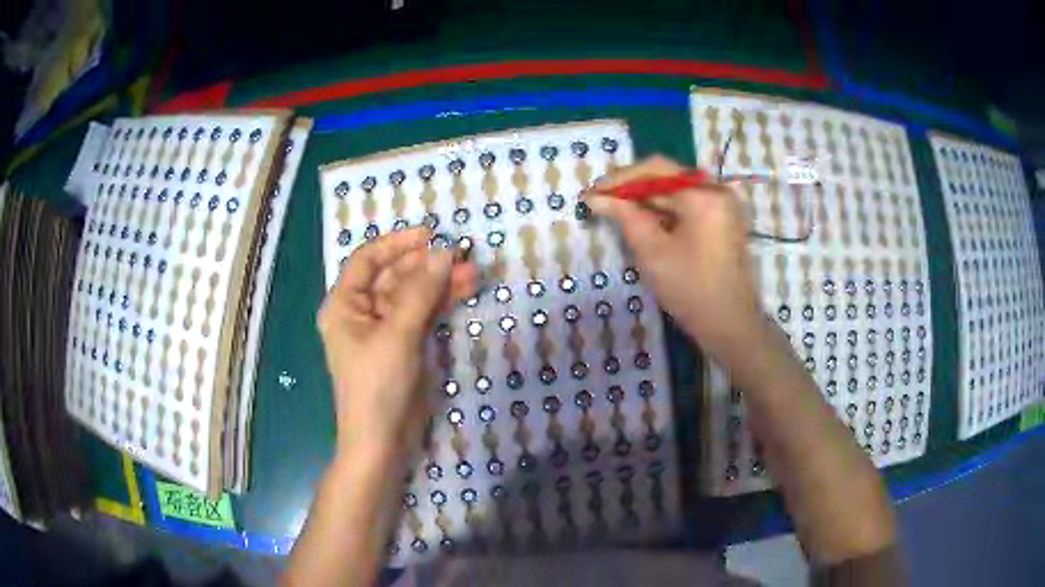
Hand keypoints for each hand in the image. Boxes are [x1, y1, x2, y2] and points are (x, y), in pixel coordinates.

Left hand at [317, 228, 477, 457]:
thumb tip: (445, 253)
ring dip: (440, 282)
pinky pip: (424, 314)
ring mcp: (386, 328)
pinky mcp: (406, 344)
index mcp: (345, 305)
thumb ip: (421, 292)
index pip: (368, 260)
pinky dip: (442, 302)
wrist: (384, 440)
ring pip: (414, 294)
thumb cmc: (378, 385)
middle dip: (427, 264)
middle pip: (394, 275)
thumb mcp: (397, 334)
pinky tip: (465, 290)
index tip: (430, 234)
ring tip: (473, 272)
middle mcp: (362, 311)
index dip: (397, 243)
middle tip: (462, 254)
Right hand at [586, 155, 765, 364]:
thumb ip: (625, 217)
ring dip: (644, 200)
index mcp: (704, 195)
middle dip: (631, 189)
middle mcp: (716, 191)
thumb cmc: (692, 291)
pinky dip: (662, 212)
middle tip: (598, 202)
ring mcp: (722, 206)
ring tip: (614, 212)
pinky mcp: (721, 221)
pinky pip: (686, 206)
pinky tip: (640, 222)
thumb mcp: (653, 253)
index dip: (619, 179)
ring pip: (674, 192)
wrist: (731, 326)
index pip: (654, 170)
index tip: (591, 193)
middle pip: (666, 177)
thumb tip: (595, 197)